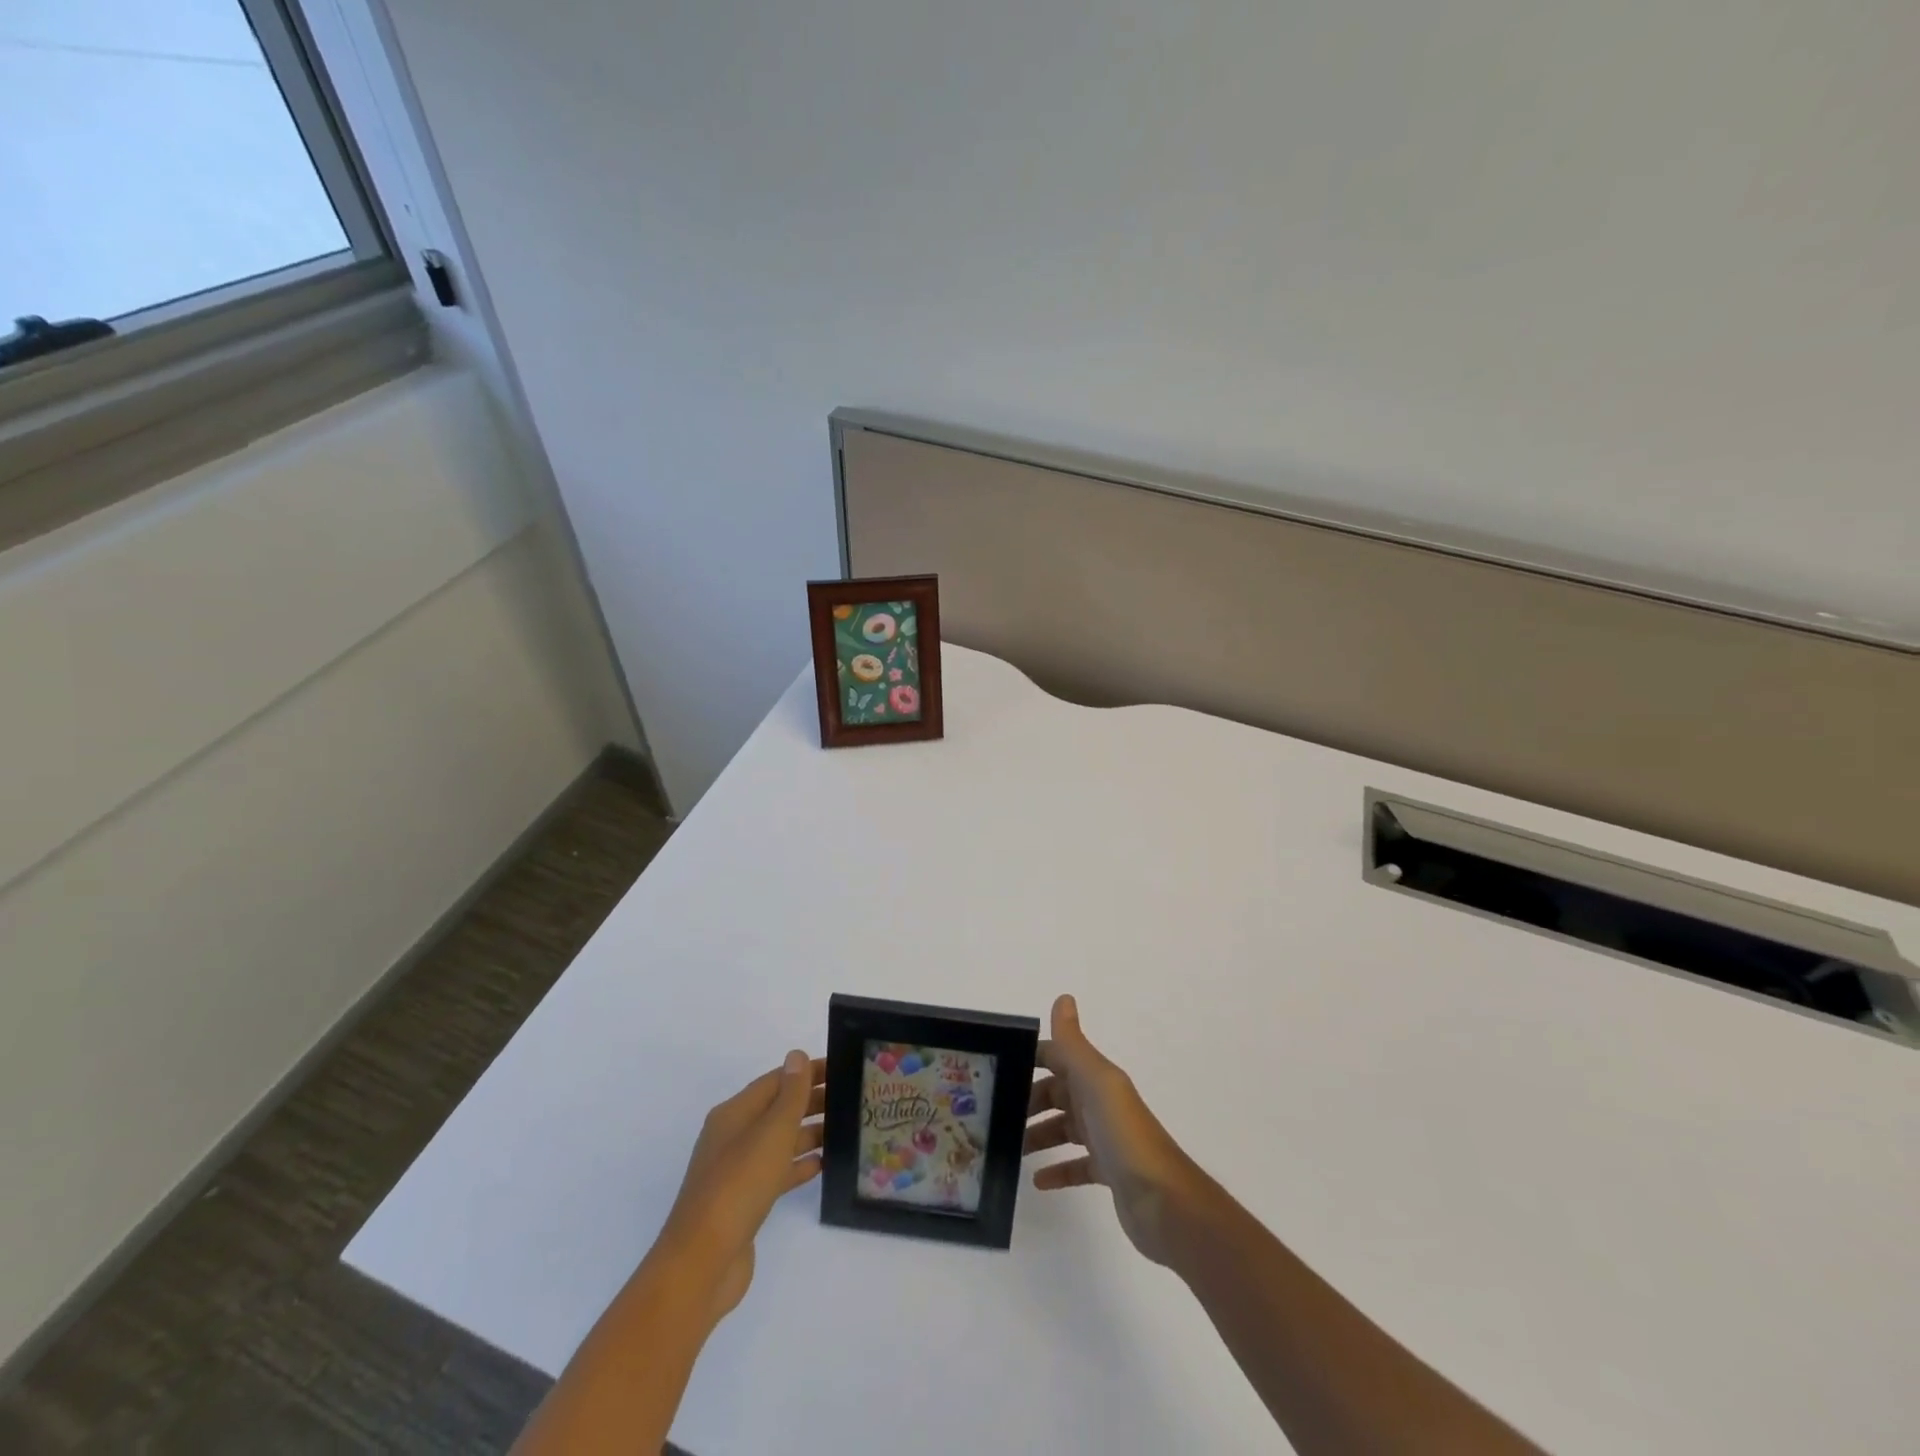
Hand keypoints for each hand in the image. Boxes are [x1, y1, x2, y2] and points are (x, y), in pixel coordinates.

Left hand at [657, 1050, 824, 1322]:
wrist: (703, 1262)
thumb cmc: (739, 1185)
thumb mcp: (771, 1133)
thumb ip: (790, 1094)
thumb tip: (797, 1055)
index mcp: (734, 1114)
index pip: (776, 1081)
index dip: (807, 1072)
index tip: (841, 1068)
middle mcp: (733, 1136)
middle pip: (777, 1109)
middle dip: (811, 1101)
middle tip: (850, 1098)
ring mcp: (737, 1171)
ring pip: (779, 1141)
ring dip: (808, 1133)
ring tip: (843, 1129)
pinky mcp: (744, 1201)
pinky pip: (776, 1172)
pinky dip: (798, 1165)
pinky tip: (822, 1165)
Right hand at [1022, 995, 1200, 1265]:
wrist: (1163, 1199)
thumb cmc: (1124, 1134)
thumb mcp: (1096, 1082)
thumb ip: (1074, 1044)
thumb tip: (1063, 997)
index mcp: (1097, 1078)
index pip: (1059, 1057)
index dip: (1032, 1058)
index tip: (998, 1067)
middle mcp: (1101, 1102)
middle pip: (1058, 1093)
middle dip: (1030, 1100)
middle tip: (998, 1114)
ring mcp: (1105, 1138)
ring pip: (1065, 1128)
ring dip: (1039, 1134)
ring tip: (1011, 1147)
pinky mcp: (1108, 1172)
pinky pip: (1077, 1165)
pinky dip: (1057, 1169)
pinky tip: (1038, 1180)